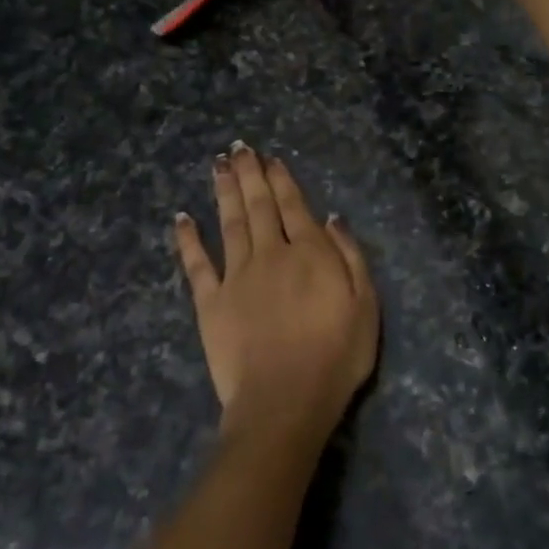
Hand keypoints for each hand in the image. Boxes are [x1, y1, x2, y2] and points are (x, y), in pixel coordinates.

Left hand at [173, 144, 379, 452]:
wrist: (285, 400)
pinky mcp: (210, 302)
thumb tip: (331, 219)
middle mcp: (270, 254)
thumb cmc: (336, 356)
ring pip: (229, 223)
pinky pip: (196, 264)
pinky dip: (187, 239)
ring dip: (224, 192)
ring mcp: (236, 276)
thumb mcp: (366, 305)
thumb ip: (350, 256)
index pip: (294, 206)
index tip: (270, 158)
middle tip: (239, 148)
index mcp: (309, 253)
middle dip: (250, 174)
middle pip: (258, 206)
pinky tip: (181, 217)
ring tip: (218, 165)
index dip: (281, 180)